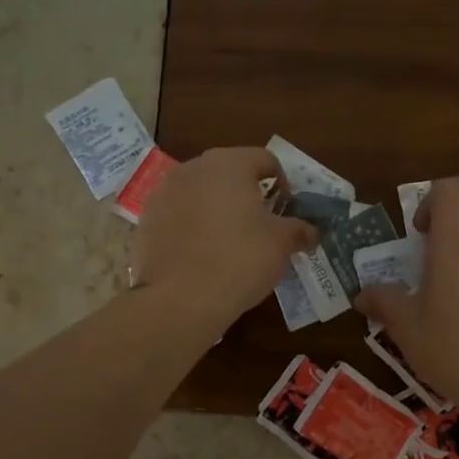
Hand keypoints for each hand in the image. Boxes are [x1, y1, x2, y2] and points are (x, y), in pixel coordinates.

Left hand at [132, 147, 316, 326]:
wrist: (180, 299)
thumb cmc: (240, 260)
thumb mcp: (280, 244)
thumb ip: (298, 230)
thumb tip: (312, 231)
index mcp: (229, 164)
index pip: (264, 159)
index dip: (282, 182)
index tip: (286, 210)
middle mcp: (193, 168)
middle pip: (228, 172)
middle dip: (246, 193)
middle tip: (260, 224)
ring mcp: (163, 192)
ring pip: (199, 192)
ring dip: (215, 208)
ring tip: (227, 240)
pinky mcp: (145, 220)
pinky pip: (177, 215)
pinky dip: (190, 226)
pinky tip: (200, 255)